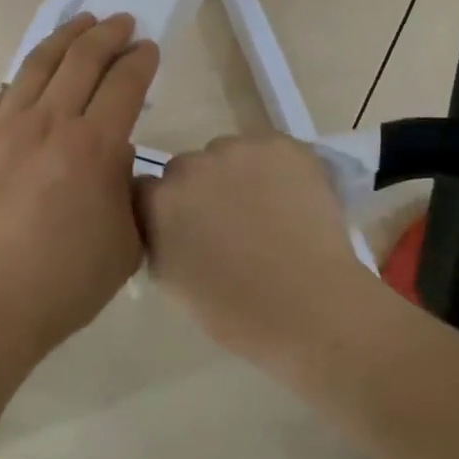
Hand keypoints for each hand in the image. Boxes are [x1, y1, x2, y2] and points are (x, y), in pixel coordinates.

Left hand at [0, 13, 159, 362]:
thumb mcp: (122, 245)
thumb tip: (115, 156)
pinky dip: (26, 76)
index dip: (140, 60)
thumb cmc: (61, 286)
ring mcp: (3, 128)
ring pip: (38, 65)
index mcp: (93, 148)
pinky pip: (3, 95)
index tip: (147, 48)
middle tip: (121, 22)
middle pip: (83, 60)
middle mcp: (49, 124)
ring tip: (81, 22)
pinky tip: (34, 73)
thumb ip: (126, 191)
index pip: (124, 84)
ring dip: (66, 37)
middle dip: (108, 34)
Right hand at [137, 134, 359, 362]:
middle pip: (187, 168)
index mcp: (159, 201)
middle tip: (230, 222)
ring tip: (268, 212)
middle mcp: (191, 165)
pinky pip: (269, 150)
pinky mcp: (280, 145)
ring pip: (228, 155)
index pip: (147, 189)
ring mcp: (237, 150)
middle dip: (201, 190)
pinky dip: (277, 170)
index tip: (185, 227)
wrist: (311, 309)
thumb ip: (159, 240)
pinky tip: (292, 200)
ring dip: (238, 175)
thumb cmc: (237, 313)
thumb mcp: (174, 283)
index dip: (167, 208)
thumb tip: (167, 224)